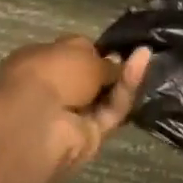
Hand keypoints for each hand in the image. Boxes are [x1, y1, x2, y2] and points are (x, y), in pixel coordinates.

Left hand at [0, 36, 150, 182]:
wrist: (38, 124)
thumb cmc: (50, 74)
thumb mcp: (82, 53)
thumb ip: (104, 61)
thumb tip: (118, 62)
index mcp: (37, 64)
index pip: (70, 56)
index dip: (94, 51)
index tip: (116, 46)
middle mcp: (53, 91)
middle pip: (91, 79)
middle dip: (113, 67)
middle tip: (137, 53)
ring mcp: (70, 116)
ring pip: (105, 95)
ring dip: (124, 76)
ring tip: (144, 56)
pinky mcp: (89, 135)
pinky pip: (111, 110)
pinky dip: (125, 90)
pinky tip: (140, 69)